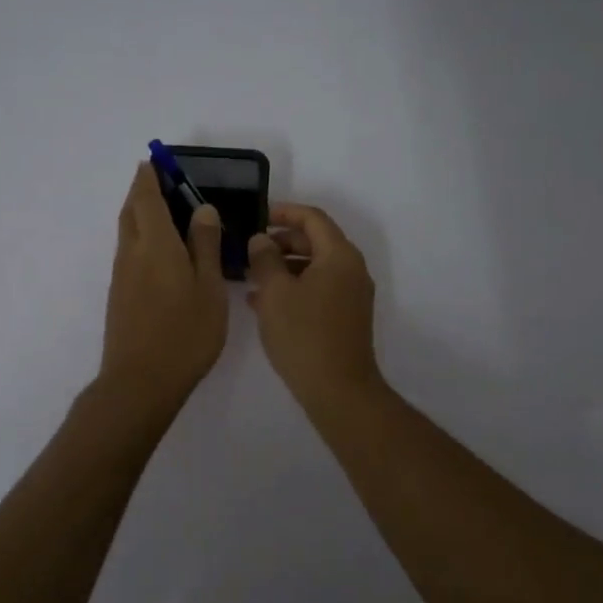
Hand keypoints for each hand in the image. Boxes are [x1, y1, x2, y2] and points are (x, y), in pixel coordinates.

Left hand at [99, 163, 228, 407]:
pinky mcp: (120, 295)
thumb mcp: (209, 288)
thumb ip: (205, 246)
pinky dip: (140, 237)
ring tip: (164, 211)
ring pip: (127, 231)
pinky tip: (160, 251)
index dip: (150, 176)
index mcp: (155, 244)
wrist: (140, 381)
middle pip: (131, 211)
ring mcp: (122, 275)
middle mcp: (132, 253)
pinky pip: (129, 251)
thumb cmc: (185, 333)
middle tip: (162, 181)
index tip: (156, 161)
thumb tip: (202, 209)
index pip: (147, 198)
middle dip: (142, 191)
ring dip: (139, 213)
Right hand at [246, 203, 383, 410]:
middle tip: (251, 249)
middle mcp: (352, 270)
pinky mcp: (346, 317)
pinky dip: (294, 288)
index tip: (259, 215)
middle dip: (282, 242)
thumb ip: (265, 259)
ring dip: (284, 267)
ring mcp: (352, 295)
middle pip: (316, 241)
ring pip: (315, 267)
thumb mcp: (275, 292)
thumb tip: (262, 240)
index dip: (285, 212)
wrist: (338, 389)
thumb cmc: (304, 335)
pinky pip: (318, 289)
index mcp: (339, 256)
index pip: (313, 219)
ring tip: (251, 277)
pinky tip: (264, 302)